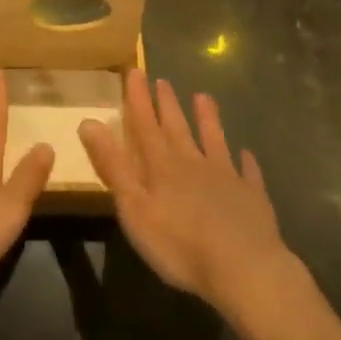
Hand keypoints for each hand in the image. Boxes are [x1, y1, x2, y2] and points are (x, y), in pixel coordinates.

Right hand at [79, 73, 300, 322]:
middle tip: (162, 80)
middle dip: (167, 104)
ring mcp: (226, 178)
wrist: (244, 268)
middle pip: (177, 128)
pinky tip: (247, 154)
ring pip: (213, 141)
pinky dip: (246, 162)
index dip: (138, 98)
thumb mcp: (134, 207)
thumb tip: (88, 122)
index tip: (134, 71)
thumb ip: (113, 165)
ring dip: (207, 119)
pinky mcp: (252, 198)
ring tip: (204, 97)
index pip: (145, 125)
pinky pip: (248, 173)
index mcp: (162, 166)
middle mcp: (193, 163)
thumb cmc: (180, 244)